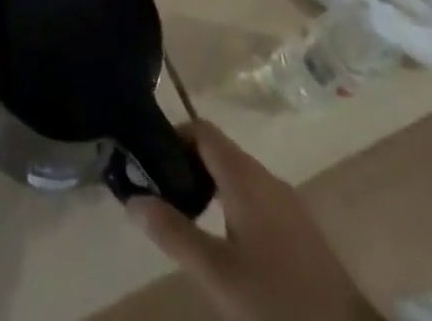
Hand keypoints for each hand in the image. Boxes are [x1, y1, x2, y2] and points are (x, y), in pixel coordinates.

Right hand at [127, 121, 379, 320]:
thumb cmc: (277, 301)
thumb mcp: (217, 273)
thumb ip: (174, 233)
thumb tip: (132, 199)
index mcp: (245, 176)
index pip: (202, 130)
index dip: (173, 136)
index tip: (151, 161)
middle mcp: (266, 178)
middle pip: (218, 151)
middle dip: (187, 164)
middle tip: (163, 192)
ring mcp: (287, 202)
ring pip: (237, 176)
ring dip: (209, 185)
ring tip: (186, 217)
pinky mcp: (299, 228)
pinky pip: (255, 197)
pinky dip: (230, 203)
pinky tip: (223, 240)